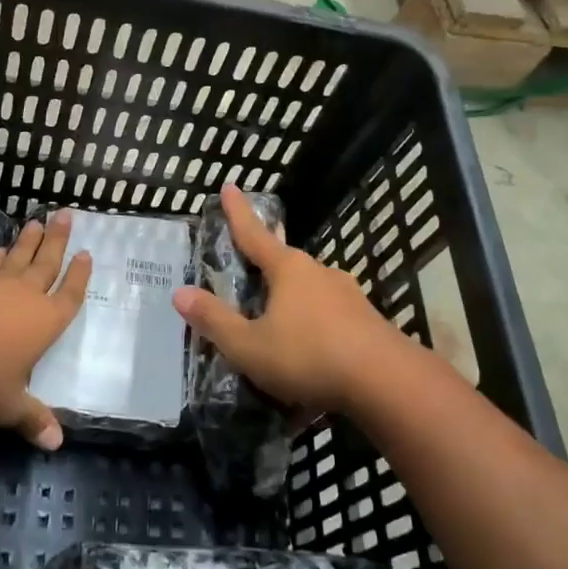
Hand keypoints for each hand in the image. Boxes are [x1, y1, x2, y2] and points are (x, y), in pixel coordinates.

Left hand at [0, 210, 90, 449]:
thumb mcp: (9, 406)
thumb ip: (32, 419)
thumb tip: (56, 445)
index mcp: (46, 321)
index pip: (69, 294)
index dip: (79, 275)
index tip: (86, 253)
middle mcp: (25, 297)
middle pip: (46, 262)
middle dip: (57, 240)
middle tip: (64, 213)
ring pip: (18, 258)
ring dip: (28, 241)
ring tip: (35, 223)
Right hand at [173, 184, 400, 413]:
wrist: (387, 382)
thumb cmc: (309, 356)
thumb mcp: (250, 346)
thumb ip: (215, 321)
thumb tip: (180, 293)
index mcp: (288, 269)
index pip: (254, 234)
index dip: (238, 212)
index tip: (230, 186)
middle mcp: (319, 272)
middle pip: (284, 263)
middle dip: (265, 268)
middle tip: (248, 276)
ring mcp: (347, 296)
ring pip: (309, 291)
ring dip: (290, 303)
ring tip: (276, 328)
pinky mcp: (366, 321)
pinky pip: (329, 317)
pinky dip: (312, 330)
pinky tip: (308, 356)